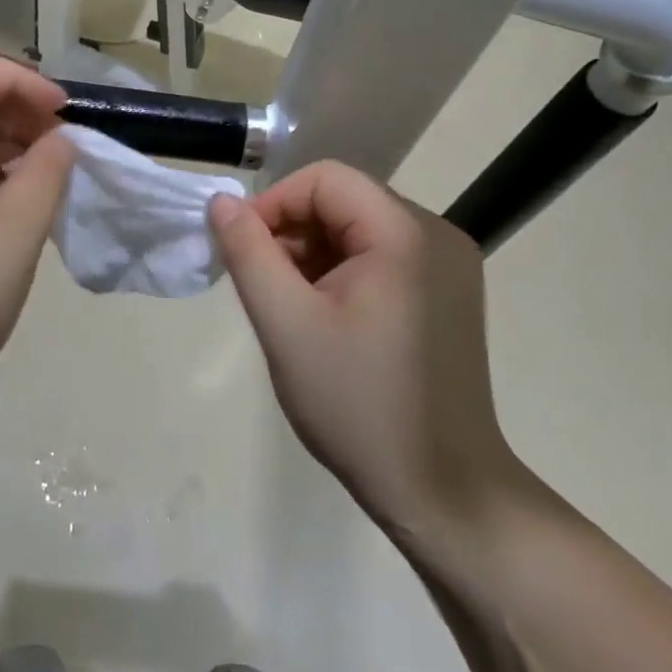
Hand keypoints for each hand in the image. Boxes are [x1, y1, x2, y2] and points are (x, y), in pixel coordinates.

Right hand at [208, 162, 524, 529]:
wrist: (444, 492)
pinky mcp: (448, 292)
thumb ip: (248, 253)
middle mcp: (436, 233)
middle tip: (264, 286)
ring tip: (293, 308)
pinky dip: (342, 271)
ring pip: (359, 228)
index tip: (244, 252)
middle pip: (344, 200)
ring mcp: (449, 264)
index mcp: (404, 233)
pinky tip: (327, 317)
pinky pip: (381, 255)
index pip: (325, 178)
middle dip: (292, 232)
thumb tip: (222, 201)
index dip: (274, 204)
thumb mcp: (286, 325)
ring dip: (314, 254)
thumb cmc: (358, 405)